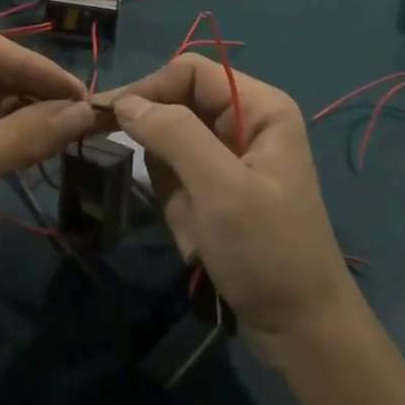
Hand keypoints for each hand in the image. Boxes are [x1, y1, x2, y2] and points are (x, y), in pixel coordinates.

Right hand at [99, 55, 359, 362]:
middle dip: (159, 146)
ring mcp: (232, 156)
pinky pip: (178, 176)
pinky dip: (176, 205)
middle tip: (141, 178)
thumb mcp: (219, 188)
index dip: (148, 89)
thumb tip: (124, 101)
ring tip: (192, 224)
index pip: (189, 72)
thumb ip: (173, 134)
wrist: (300, 332)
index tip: (105, 117)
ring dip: (170, 184)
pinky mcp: (219, 187)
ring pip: (171, 144)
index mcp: (260, 107)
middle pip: (178, 104)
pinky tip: (196, 238)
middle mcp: (246, 121)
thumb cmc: (267, 252)